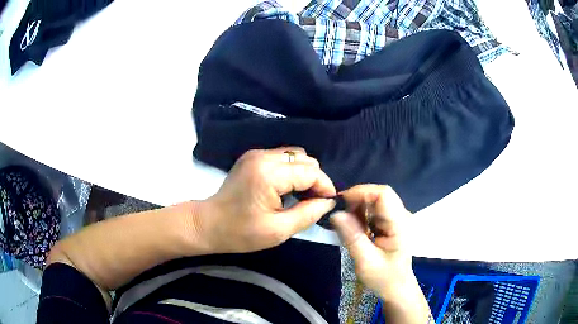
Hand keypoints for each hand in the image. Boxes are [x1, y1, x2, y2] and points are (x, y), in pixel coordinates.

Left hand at [199, 148, 336, 253]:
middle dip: (315, 180)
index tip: (328, 203)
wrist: (209, 224)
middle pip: (305, 159)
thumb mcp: (278, 230)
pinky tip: (287, 189)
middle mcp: (263, 156)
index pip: (311, 171)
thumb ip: (308, 214)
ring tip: (301, 195)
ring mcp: (256, 154)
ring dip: (303, 174)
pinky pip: (283, 158)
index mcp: (269, 173)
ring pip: (295, 155)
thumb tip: (328, 202)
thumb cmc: (241, 232)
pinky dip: (291, 171)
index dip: (325, 187)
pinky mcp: (253, 157)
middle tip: (312, 202)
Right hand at [330, 185, 413, 299]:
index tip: (340, 203)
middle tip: (340, 218)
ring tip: (347, 227)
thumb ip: (352, 237)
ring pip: (375, 201)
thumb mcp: (366, 261)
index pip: (383, 194)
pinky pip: (374, 210)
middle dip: (357, 201)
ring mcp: (397, 218)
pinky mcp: (391, 222)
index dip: (361, 193)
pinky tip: (355, 230)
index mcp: (400, 224)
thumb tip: (336, 213)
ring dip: (358, 209)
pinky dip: (361, 216)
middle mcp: (401, 216)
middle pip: (378, 195)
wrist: (396, 288)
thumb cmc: (384, 278)